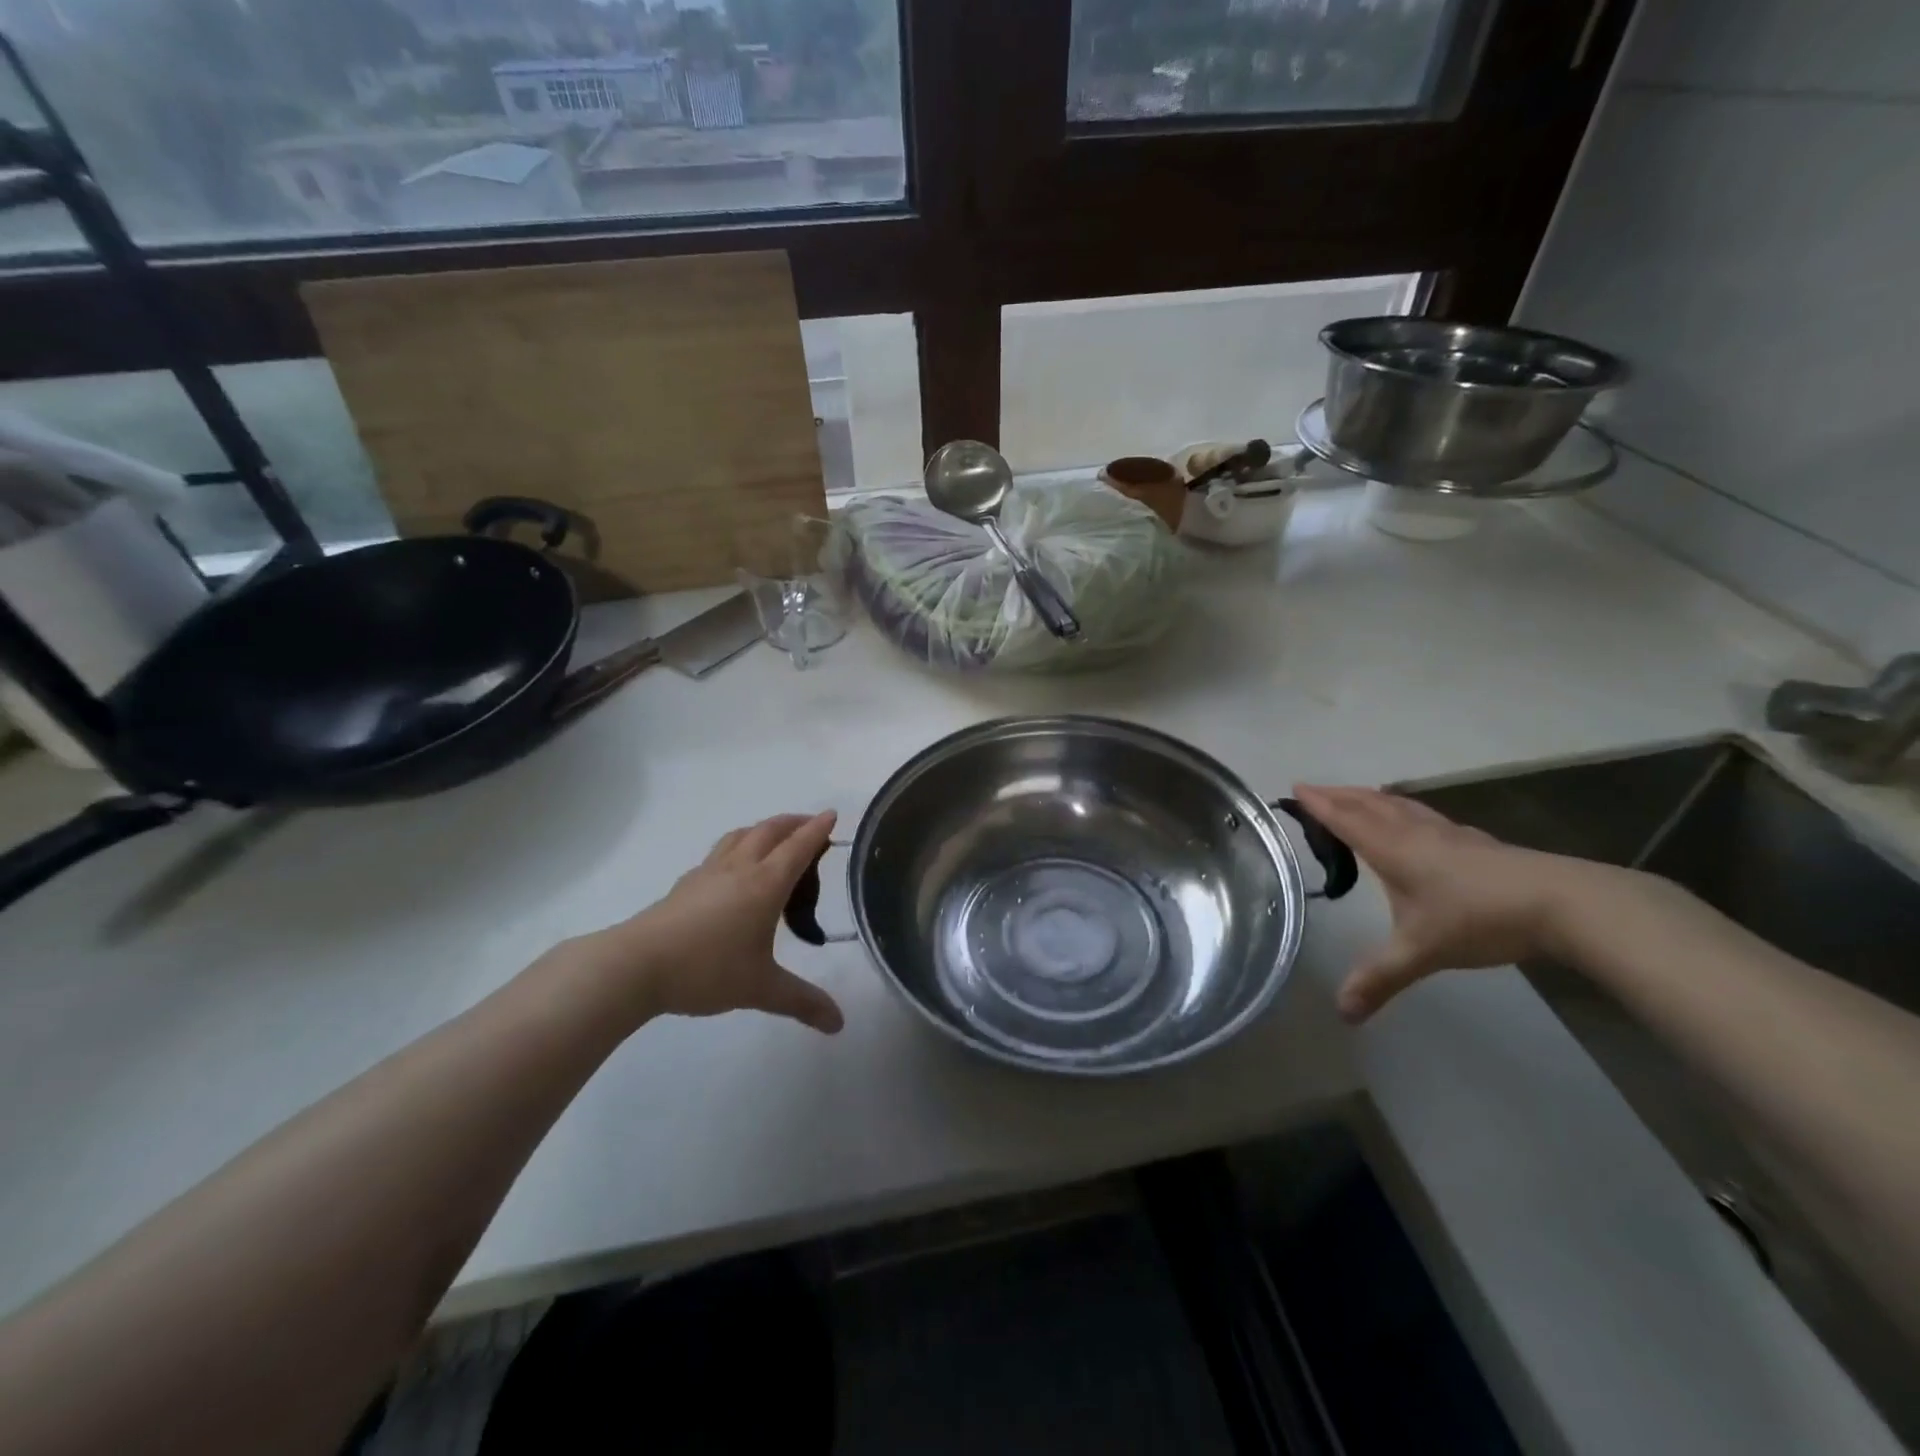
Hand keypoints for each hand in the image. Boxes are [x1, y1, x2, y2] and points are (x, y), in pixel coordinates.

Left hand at [576, 812, 844, 1034]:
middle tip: (810, 825)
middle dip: (793, 823)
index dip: (817, 829)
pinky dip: (738, 847)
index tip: (832, 814)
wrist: (636, 966)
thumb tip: (838, 1023)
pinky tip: (732, 868)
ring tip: (774, 838)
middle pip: (769, 831)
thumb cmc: (707, 970)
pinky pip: (720, 852)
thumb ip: (802, 1001)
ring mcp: (708, 872)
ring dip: (764, 829)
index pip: (798, 847)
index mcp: (765, 884)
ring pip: (741, 835)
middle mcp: (740, 868)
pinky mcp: (685, 884)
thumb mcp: (761, 989)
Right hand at [1293, 784, 1601, 1022]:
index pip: (1346, 819)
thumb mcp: (1421, 951)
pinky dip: (1403, 809)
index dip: (1319, 803)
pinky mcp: (1475, 842)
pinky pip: (1424, 815)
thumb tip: (1343, 1013)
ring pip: (1399, 805)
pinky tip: (1415, 822)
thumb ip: (1379, 978)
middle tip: (1315, 789)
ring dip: (1371, 797)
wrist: (1562, 903)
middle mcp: (1415, 832)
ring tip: (1357, 796)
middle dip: (1339, 795)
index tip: (1296, 787)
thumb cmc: (1478, 918)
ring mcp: (1448, 834)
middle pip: (1369, 803)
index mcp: (1393, 849)